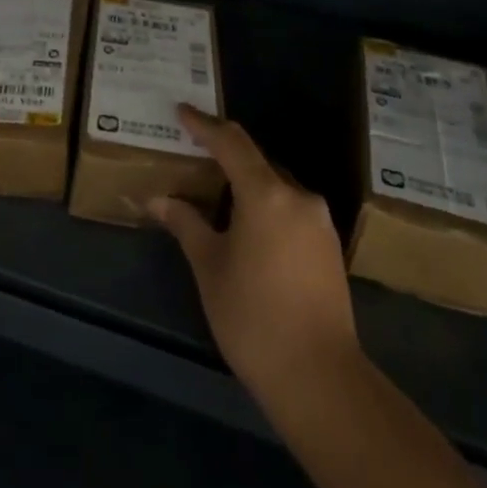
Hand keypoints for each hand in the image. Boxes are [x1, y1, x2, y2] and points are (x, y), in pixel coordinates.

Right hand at [147, 105, 360, 406]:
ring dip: (247, 184)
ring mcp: (320, 221)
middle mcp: (298, 196)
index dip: (204, 125)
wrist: (319, 375)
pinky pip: (291, 209)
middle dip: (225, 155)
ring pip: (276, 186)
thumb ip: (185, 223)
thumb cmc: (252, 316)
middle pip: (257, 162)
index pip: (231, 143)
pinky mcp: (329, 246)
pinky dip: (266, 206)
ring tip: (217, 194)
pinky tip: (248, 227)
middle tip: (194, 155)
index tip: (182, 112)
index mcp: (266, 194)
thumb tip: (156, 199)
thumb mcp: (209, 266)